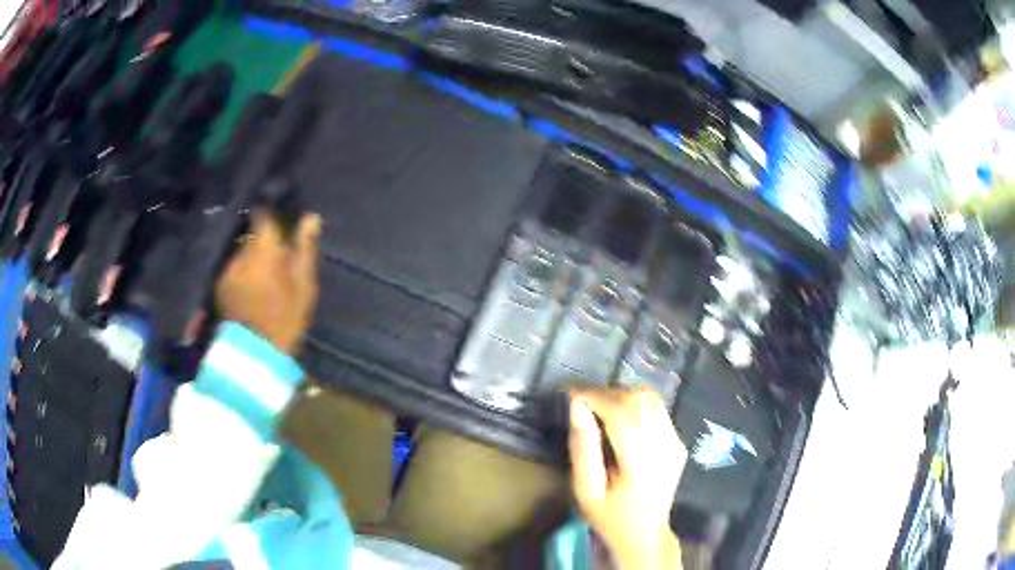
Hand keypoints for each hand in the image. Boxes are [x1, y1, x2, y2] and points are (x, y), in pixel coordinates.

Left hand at [216, 211, 321, 354]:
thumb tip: (311, 217)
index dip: (271, 214)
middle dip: (262, 240)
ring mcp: (227, 269)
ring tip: (263, 274)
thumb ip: (305, 249)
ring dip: (251, 257)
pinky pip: (233, 268)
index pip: (263, 216)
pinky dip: (242, 271)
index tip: (281, 219)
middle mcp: (241, 253)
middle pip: (251, 235)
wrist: (255, 353)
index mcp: (263, 249)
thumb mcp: (304, 285)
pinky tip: (250, 286)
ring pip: (241, 252)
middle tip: (276, 253)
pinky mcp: (220, 286)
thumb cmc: (285, 318)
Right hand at [569, 387, 686, 569]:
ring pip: (650, 398)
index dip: (595, 397)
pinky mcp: (678, 439)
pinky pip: (656, 408)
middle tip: (582, 404)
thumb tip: (576, 407)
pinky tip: (619, 419)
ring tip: (599, 409)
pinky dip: (634, 404)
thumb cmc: (610, 517)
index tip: (569, 394)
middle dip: (606, 393)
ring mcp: (676, 441)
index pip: (622, 414)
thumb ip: (582, 449)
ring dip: (621, 395)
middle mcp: (666, 446)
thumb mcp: (586, 490)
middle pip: (638, 400)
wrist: (646, 534)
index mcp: (642, 463)